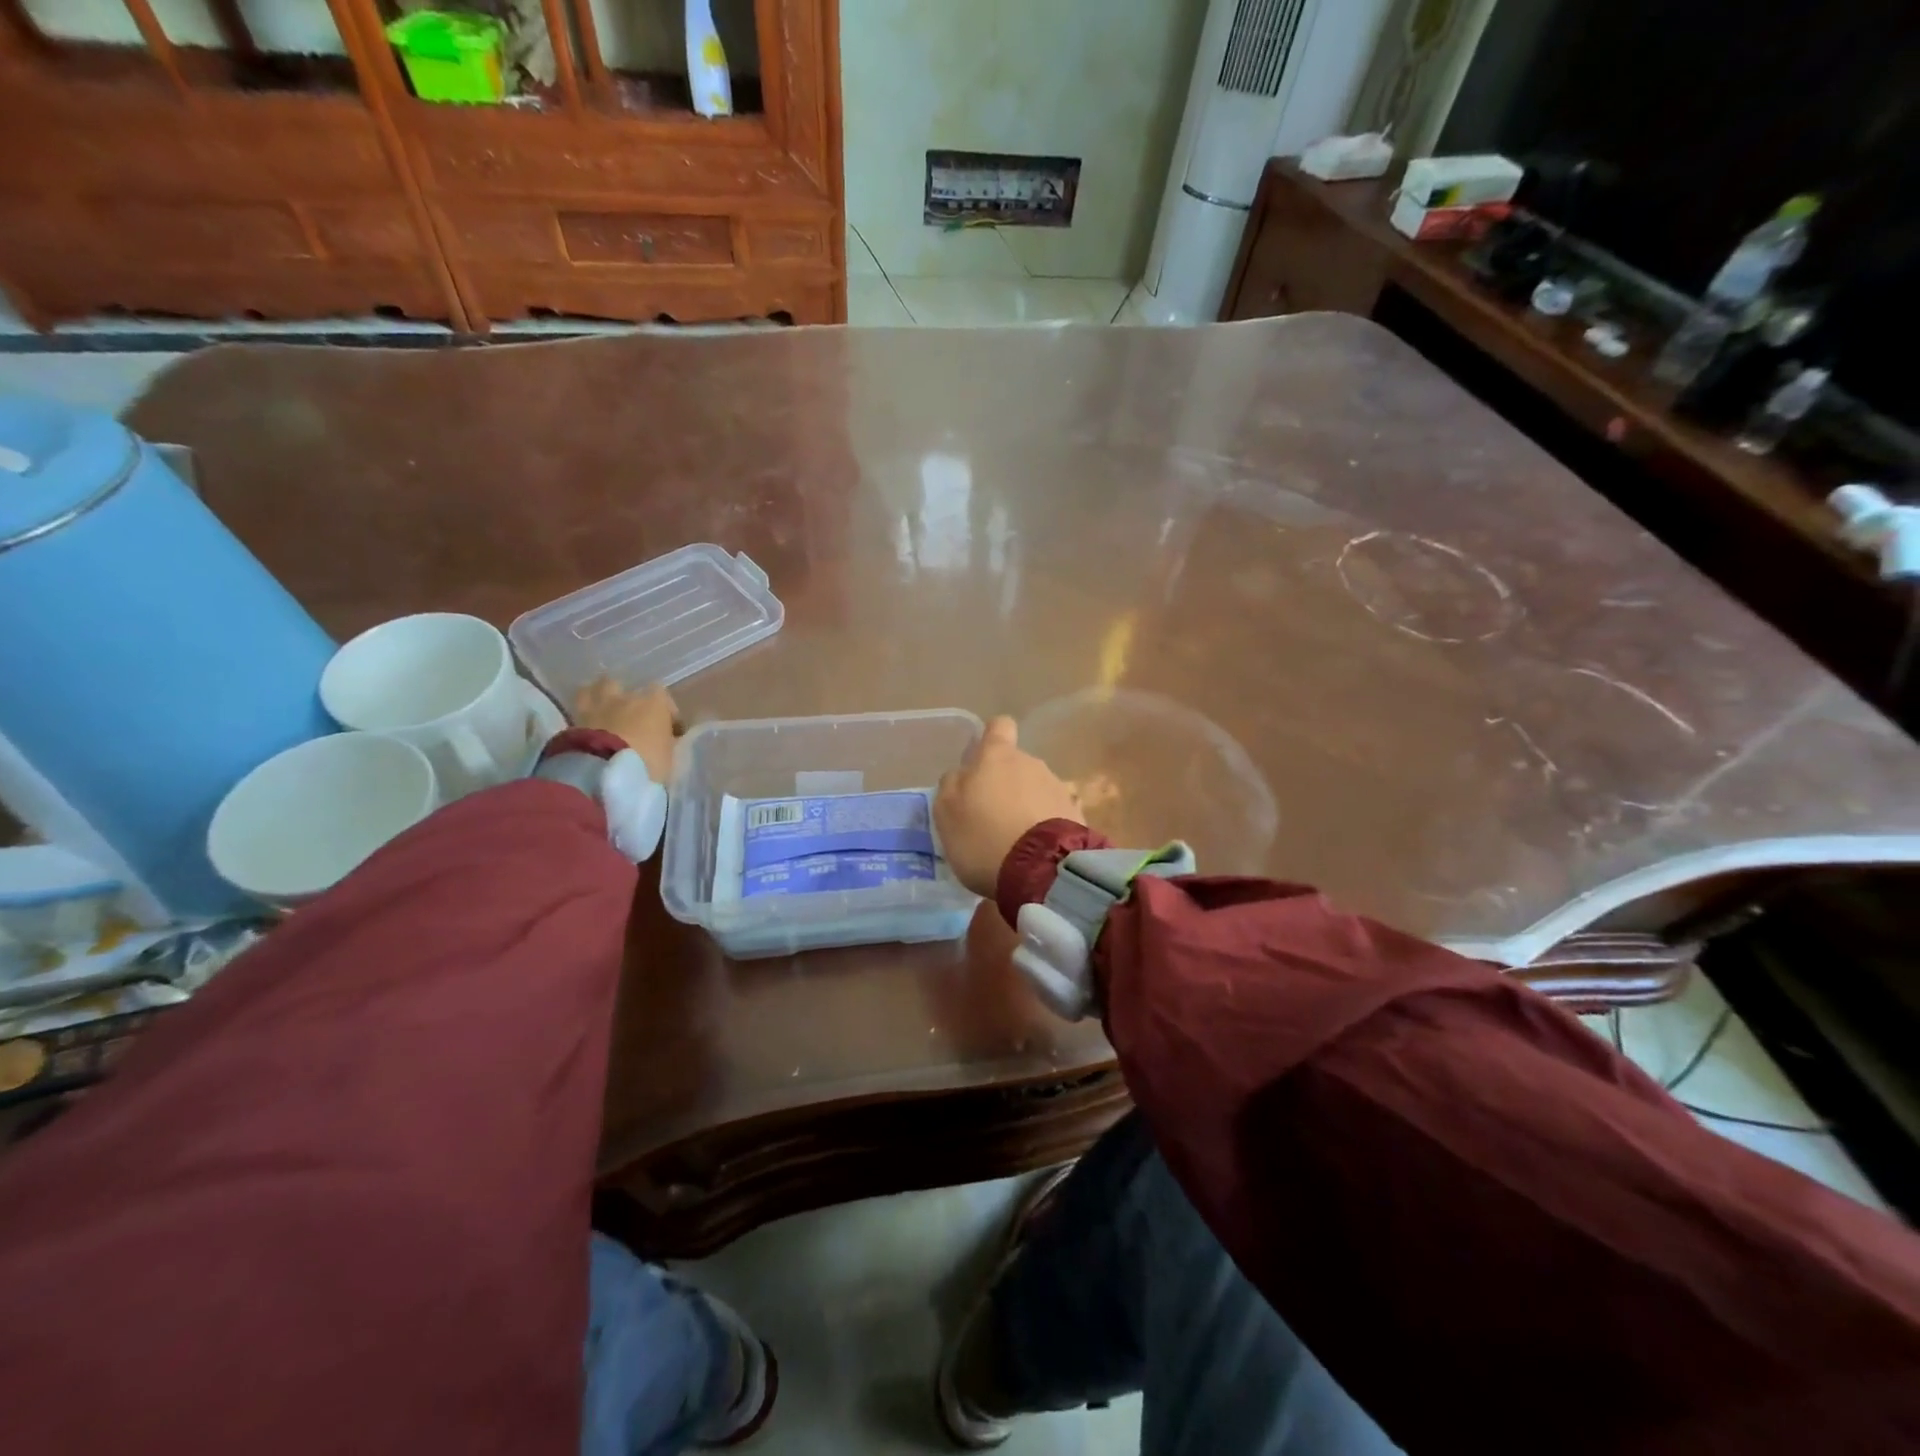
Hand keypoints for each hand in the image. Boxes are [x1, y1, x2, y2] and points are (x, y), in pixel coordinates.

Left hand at [573, 678, 679, 784]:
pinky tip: (585, 725)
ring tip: (603, 711)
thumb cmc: (647, 763)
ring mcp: (598, 706)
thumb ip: (666, 743)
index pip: (662, 695)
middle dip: (627, 699)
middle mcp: (626, 698)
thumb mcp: (668, 757)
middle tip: (630, 717)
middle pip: (626, 686)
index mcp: (654, 704)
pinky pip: (579, 709)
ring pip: (596, 688)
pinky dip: (583, 714)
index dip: (665, 711)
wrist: (604, 772)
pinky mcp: (574, 720)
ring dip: (600, 696)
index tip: (668, 729)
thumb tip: (665, 739)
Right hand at [934, 716, 1081, 898]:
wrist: (1042, 869)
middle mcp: (1031, 762)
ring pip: (1036, 789)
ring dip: (1025, 807)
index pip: (999, 726)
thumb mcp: (947, 812)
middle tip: (990, 817)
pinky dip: (1044, 826)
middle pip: (1016, 764)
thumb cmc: (984, 836)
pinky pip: (1054, 813)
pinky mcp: (1077, 814)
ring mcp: (1058, 787)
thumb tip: (962, 775)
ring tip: (1014, 841)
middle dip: (1005, 784)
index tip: (980, 762)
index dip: (989, 739)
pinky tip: (1037, 851)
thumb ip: (952, 785)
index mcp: (997, 755)